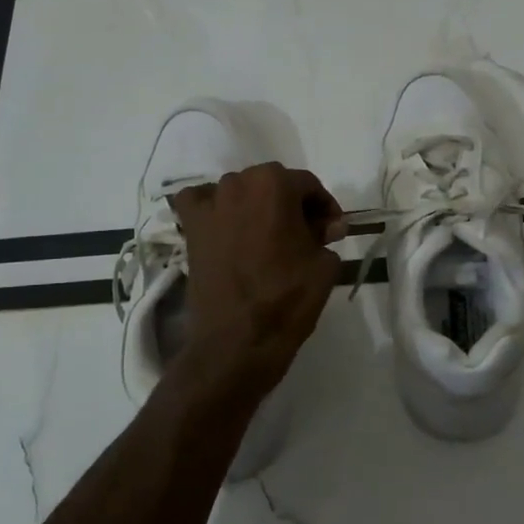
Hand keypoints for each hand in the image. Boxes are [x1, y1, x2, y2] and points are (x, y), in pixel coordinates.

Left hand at [171, 164, 344, 395]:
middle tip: (307, 236)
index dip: (325, 207)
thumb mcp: (324, 264)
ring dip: (257, 206)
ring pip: (240, 192)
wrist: (237, 340)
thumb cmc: (287, 298)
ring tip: (270, 237)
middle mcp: (238, 183)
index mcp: (274, 184)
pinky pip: (200, 202)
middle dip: (292, 205)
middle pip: (273, 184)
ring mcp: (209, 204)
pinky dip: (214, 208)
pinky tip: (226, 226)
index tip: (333, 231)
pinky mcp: (191, 228)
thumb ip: (328, 234)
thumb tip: (328, 226)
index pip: (308, 185)